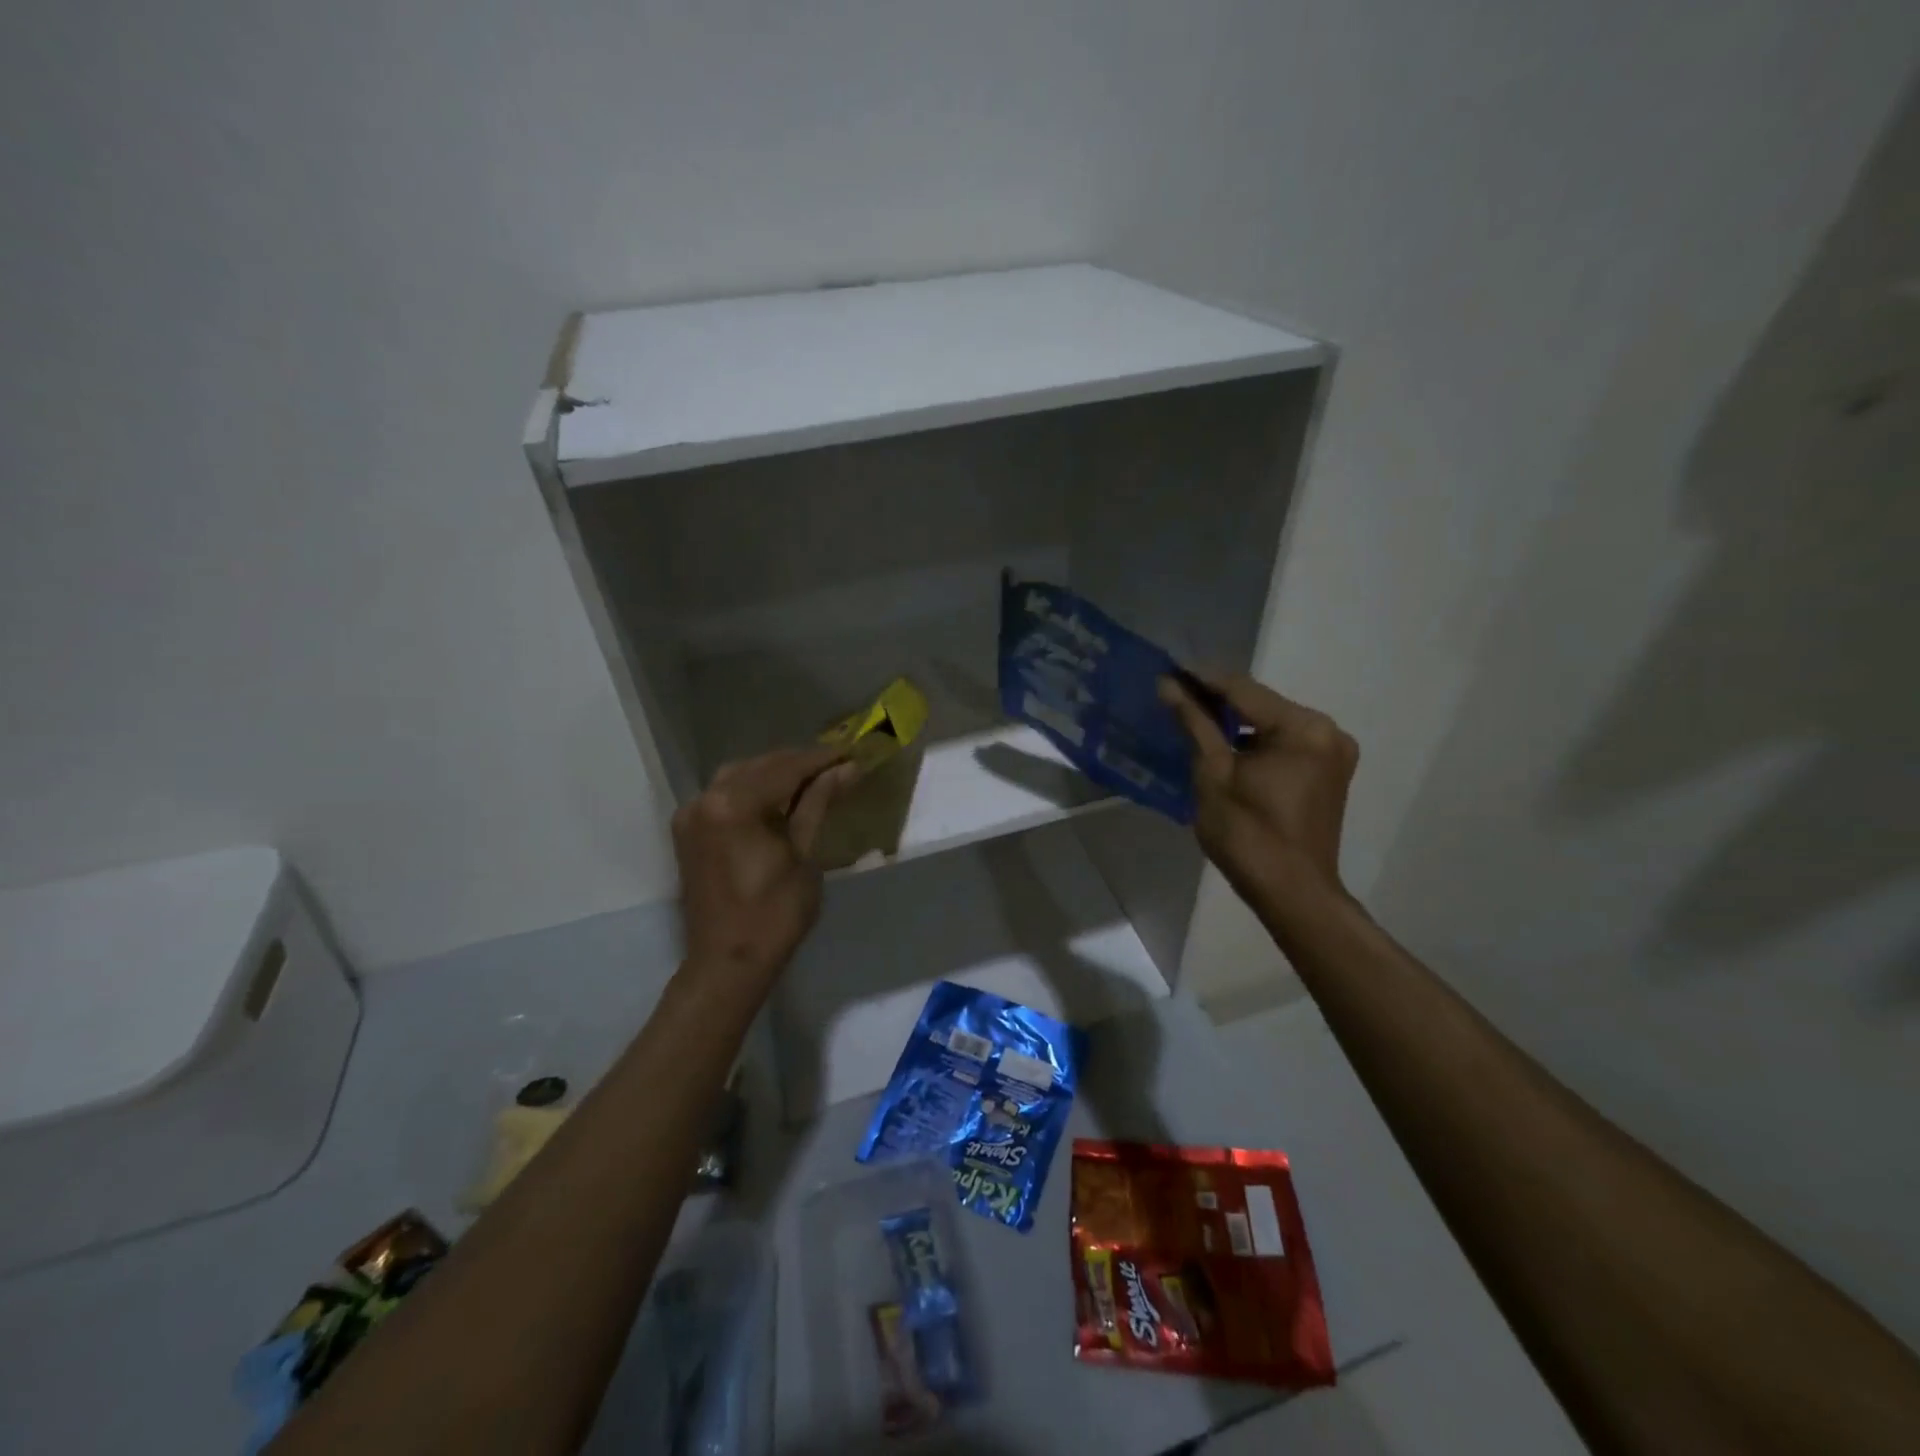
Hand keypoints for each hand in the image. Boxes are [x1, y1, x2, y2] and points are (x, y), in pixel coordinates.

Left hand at [672, 746, 861, 982]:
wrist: (727, 963)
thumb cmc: (774, 914)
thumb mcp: (804, 855)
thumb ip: (818, 804)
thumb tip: (848, 768)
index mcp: (733, 805)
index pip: (785, 768)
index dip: (821, 759)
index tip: (851, 751)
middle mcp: (705, 799)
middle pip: (759, 766)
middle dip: (798, 763)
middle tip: (837, 764)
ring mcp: (691, 814)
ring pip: (739, 776)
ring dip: (774, 773)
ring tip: (812, 778)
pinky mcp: (688, 831)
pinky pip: (723, 795)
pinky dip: (752, 789)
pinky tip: (778, 797)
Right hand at [1160, 674, 1358, 910]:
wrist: (1292, 893)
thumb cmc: (1248, 834)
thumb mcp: (1213, 774)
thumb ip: (1195, 724)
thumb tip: (1169, 686)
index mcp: (1304, 728)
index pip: (1243, 690)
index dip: (1202, 679)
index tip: (1168, 669)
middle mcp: (1328, 731)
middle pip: (1262, 704)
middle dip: (1219, 700)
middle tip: (1176, 694)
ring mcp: (1333, 752)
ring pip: (1273, 724)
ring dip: (1237, 722)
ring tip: (1193, 718)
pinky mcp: (1330, 772)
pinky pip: (1286, 743)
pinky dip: (1256, 742)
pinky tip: (1226, 746)